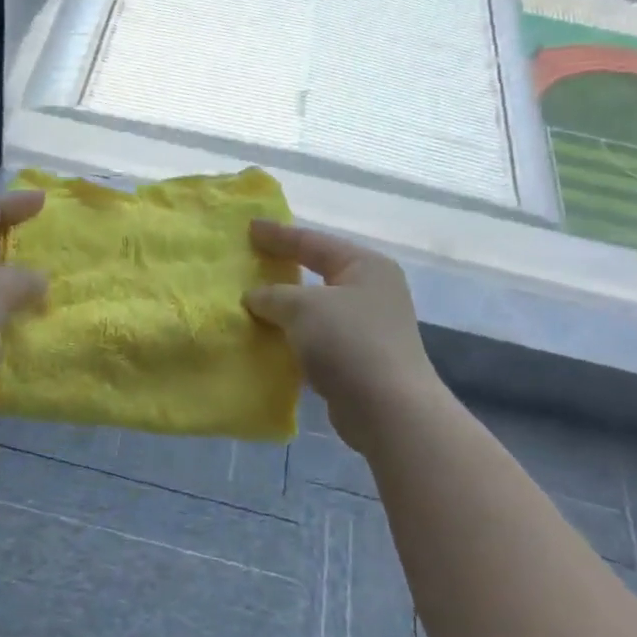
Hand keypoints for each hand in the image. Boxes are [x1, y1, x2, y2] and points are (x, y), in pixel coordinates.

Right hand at [244, 221, 440, 455]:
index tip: (249, 227)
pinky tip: (268, 337)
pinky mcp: (357, 359)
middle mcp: (371, 291)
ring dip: (285, 306)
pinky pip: (316, 337)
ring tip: (250, 300)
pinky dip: (292, 335)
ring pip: (315, 307)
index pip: (314, 242)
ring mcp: (367, 326)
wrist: (387, 409)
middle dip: (283, 268)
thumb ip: (273, 295)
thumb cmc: (348, 342)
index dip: (279, 235)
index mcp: (365, 266)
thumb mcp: (302, 307)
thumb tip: (254, 297)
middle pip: (317, 271)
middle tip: (250, 260)